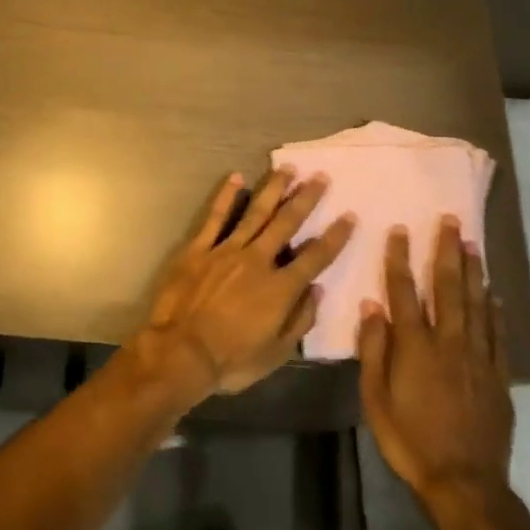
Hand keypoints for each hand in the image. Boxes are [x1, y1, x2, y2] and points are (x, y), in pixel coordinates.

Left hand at [132, 170, 355, 401]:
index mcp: (280, 288)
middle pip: (286, 224)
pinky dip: (225, 196)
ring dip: (273, 190)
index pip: (315, 257)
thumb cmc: (231, 360)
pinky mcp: (198, 249)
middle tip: (321, 177)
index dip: (334, 237)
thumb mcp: (276, 353)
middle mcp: (257, 261)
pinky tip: (236, 177)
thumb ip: (300, 320)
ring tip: (287, 169)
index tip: (349, 216)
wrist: (180, 352)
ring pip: (255, 213)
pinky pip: (214, 217)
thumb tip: (318, 291)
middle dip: (306, 199)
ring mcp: (226, 250)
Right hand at [358, 219, 513, 506]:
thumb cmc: (409, 440)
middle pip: (447, 288)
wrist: (464, 482)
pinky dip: (495, 312)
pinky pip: (497, 336)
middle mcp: (449, 343)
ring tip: (473, 245)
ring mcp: (478, 358)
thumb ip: (374, 350)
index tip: (400, 231)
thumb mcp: (374, 399)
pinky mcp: (498, 377)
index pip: (405, 292)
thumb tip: (372, 307)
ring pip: (476, 305)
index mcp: (415, 346)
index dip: (401, 260)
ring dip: (473, 272)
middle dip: (447, 252)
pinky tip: (494, 295)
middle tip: (450, 222)